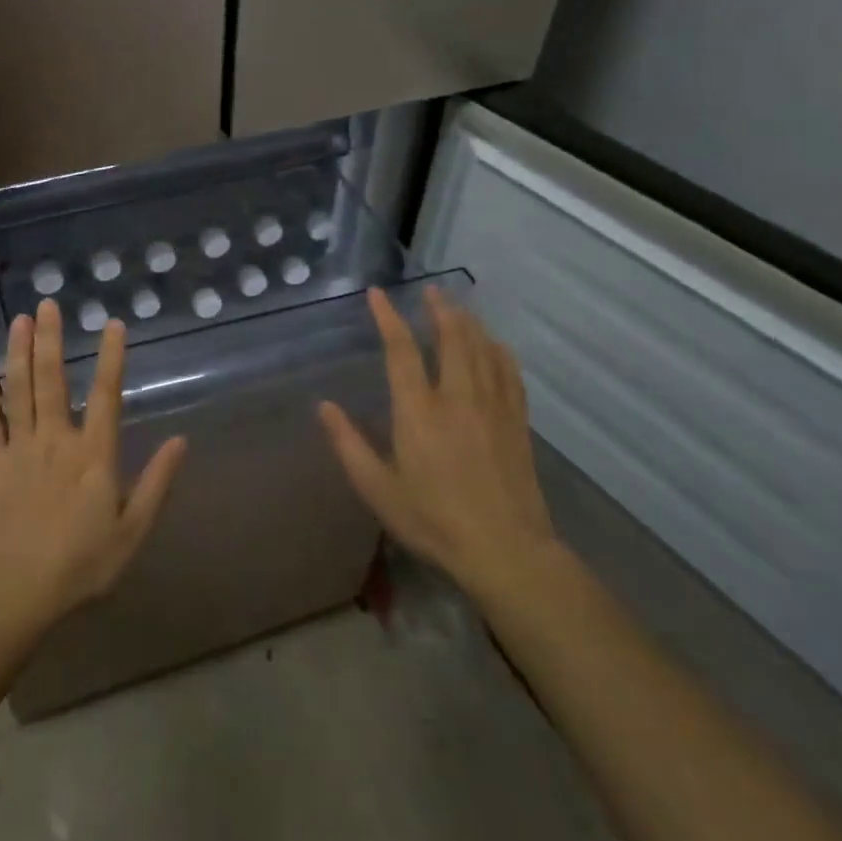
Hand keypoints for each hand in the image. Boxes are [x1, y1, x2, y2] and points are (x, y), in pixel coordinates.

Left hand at [0, 299, 186, 632]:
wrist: (18, 590)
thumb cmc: (83, 564)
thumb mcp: (133, 531)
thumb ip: (157, 483)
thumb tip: (181, 441)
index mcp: (93, 454)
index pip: (105, 394)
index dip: (110, 357)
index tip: (112, 324)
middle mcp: (56, 440)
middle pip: (52, 380)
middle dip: (50, 339)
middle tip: (48, 304)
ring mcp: (20, 449)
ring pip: (18, 391)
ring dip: (18, 353)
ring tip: (19, 320)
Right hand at [318, 287, 559, 600]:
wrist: (506, 550)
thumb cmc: (433, 520)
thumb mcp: (378, 489)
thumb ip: (348, 444)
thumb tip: (324, 406)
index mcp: (418, 411)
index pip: (401, 351)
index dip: (388, 318)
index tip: (378, 294)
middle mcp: (457, 398)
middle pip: (451, 338)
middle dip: (439, 309)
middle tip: (431, 290)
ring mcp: (493, 407)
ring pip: (482, 349)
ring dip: (468, 322)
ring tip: (456, 306)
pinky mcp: (517, 422)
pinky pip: (509, 372)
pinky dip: (498, 350)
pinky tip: (494, 344)